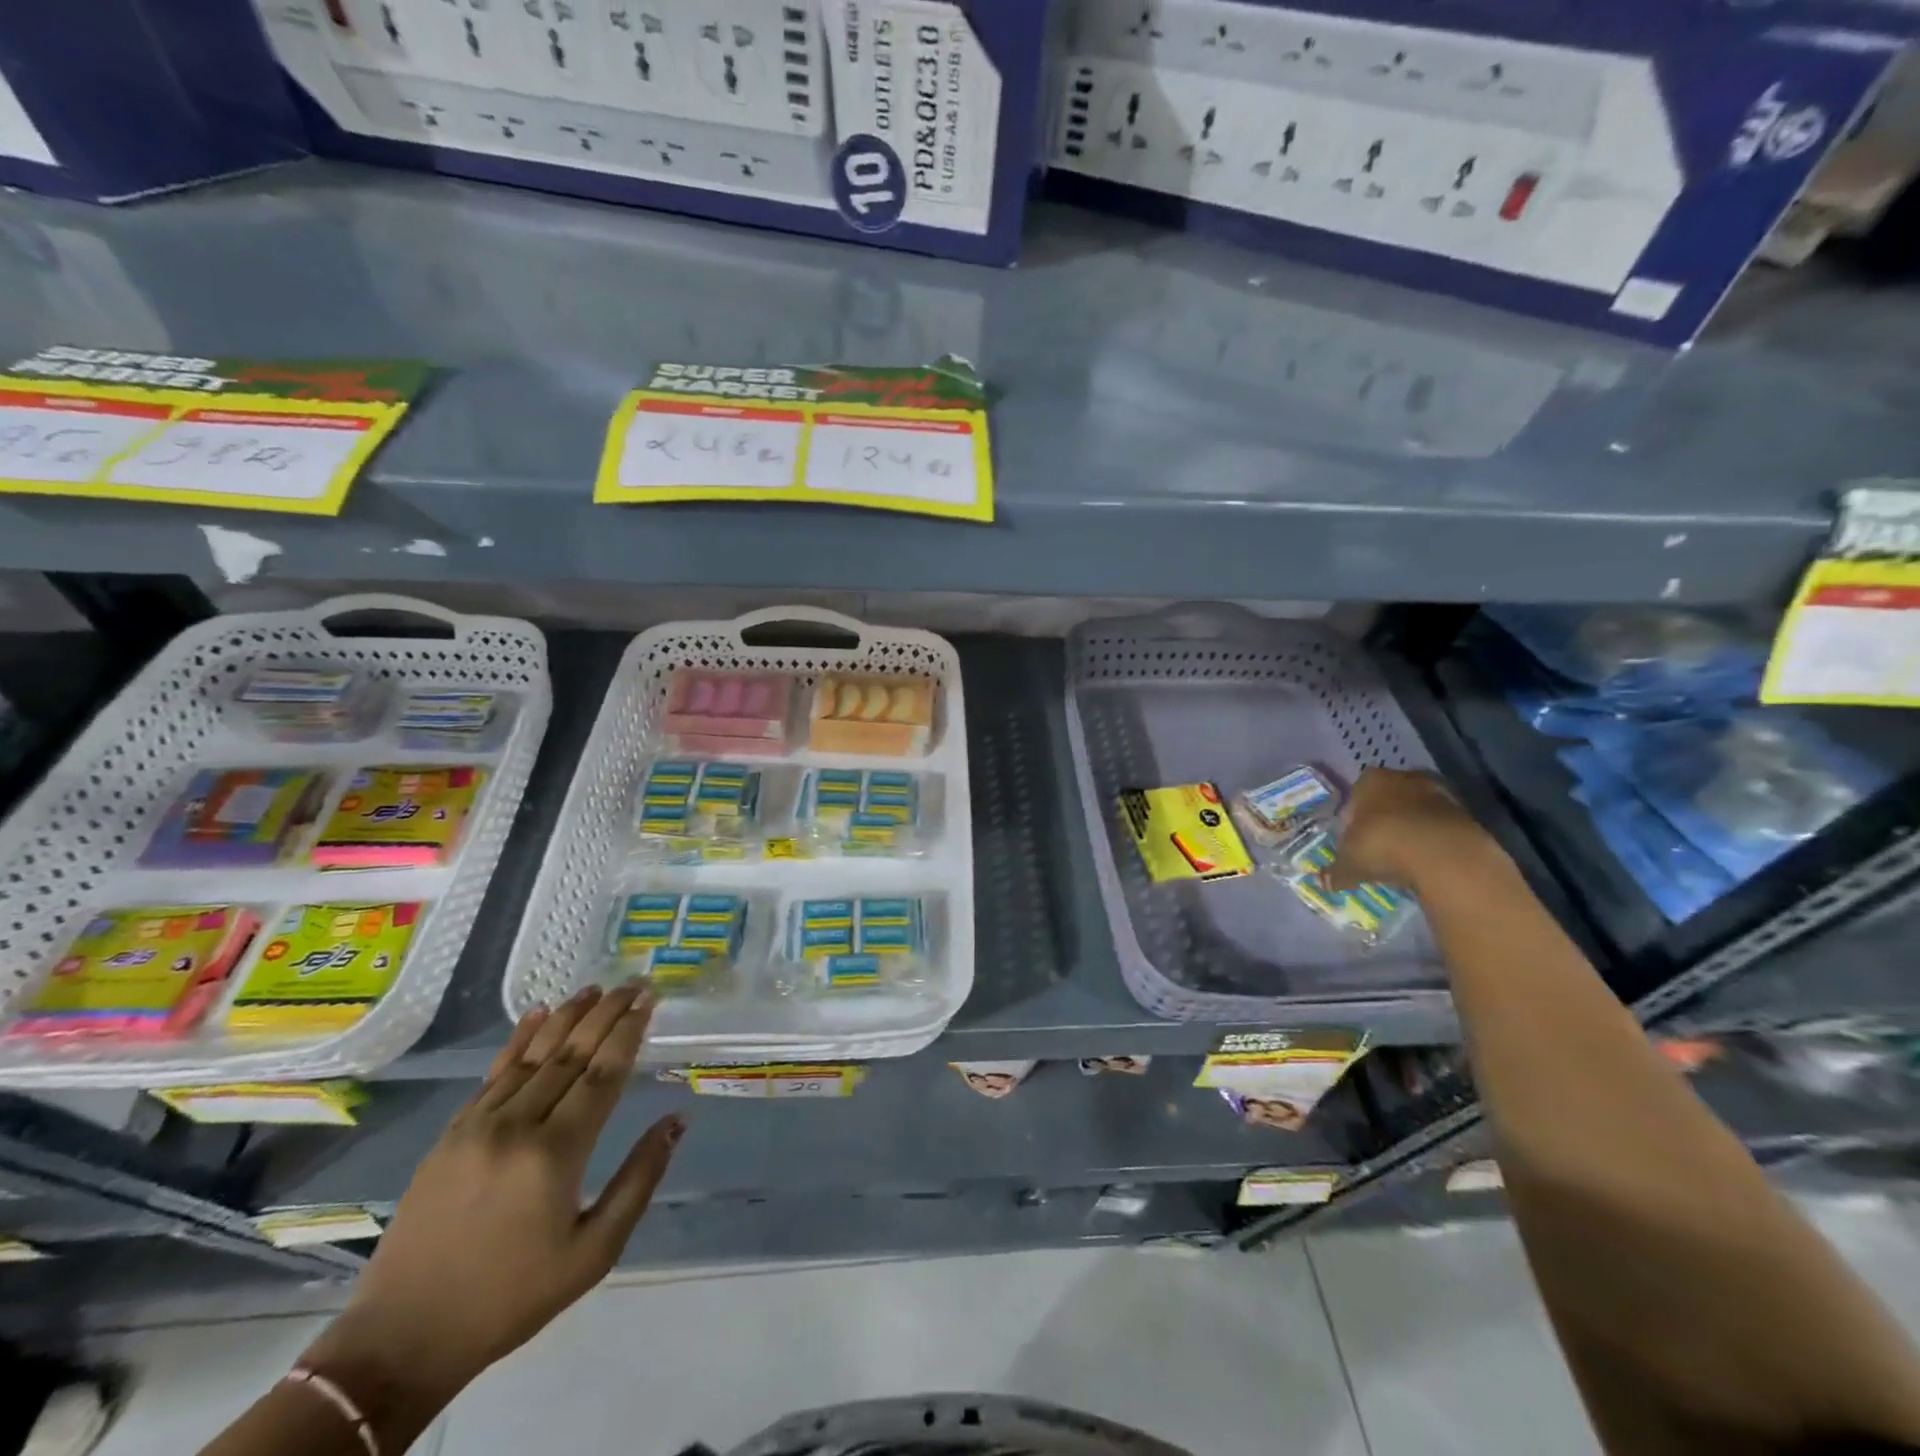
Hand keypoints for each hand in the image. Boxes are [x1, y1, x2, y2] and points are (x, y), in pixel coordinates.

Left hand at [302, 983, 680, 1400]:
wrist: (402, 1339)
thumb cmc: (511, 1298)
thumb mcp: (594, 1253)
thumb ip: (640, 1180)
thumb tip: (676, 1121)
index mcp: (556, 1154)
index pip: (603, 1074)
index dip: (629, 1031)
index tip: (650, 999)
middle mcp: (518, 1126)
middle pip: (571, 1053)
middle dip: (607, 1013)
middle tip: (633, 983)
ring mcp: (478, 1126)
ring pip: (533, 1055)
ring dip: (568, 1017)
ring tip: (595, 988)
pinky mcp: (450, 1134)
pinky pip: (494, 1074)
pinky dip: (520, 1040)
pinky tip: (538, 1015)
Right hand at [1325, 767, 1483, 892]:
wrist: (1445, 854)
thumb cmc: (1383, 846)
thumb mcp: (1350, 863)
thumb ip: (1336, 872)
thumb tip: (1322, 882)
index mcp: (1370, 780)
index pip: (1356, 795)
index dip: (1353, 819)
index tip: (1354, 842)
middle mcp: (1404, 778)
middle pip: (1389, 799)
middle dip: (1384, 820)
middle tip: (1379, 849)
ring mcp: (1439, 792)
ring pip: (1417, 811)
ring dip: (1412, 830)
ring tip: (1405, 858)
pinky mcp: (1467, 812)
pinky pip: (1441, 826)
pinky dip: (1435, 840)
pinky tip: (1428, 862)